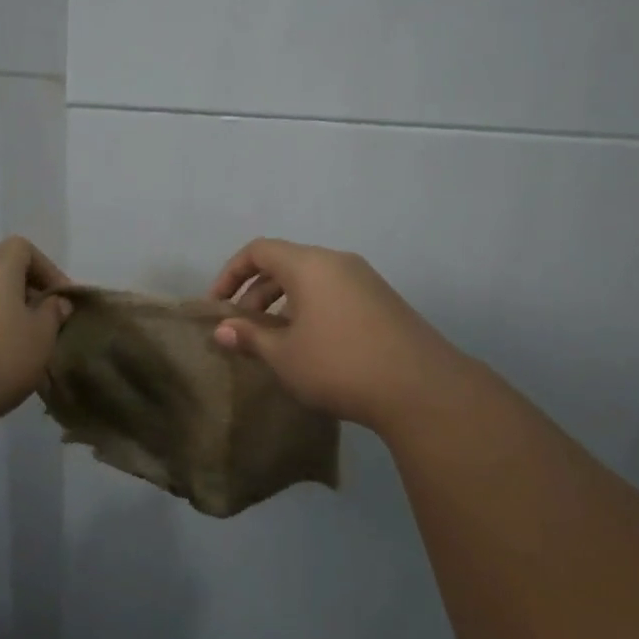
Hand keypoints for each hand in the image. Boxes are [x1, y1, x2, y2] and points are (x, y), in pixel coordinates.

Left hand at [0, 237, 72, 428]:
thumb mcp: (40, 338)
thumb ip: (53, 315)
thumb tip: (56, 301)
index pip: (22, 248)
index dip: (47, 268)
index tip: (60, 299)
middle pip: (3, 275)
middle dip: (28, 298)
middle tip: (46, 329)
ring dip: (7, 319)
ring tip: (23, 352)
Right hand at [209, 238, 469, 430]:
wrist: (420, 388)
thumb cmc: (339, 365)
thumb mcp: (285, 355)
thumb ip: (250, 337)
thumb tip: (222, 329)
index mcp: (309, 264)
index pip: (258, 251)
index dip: (231, 274)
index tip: (218, 306)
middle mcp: (337, 262)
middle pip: (285, 264)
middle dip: (256, 293)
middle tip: (243, 330)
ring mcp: (365, 280)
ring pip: (311, 281)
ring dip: (284, 304)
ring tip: (274, 342)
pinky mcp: (382, 301)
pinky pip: (334, 293)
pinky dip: (311, 310)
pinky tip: (311, 346)